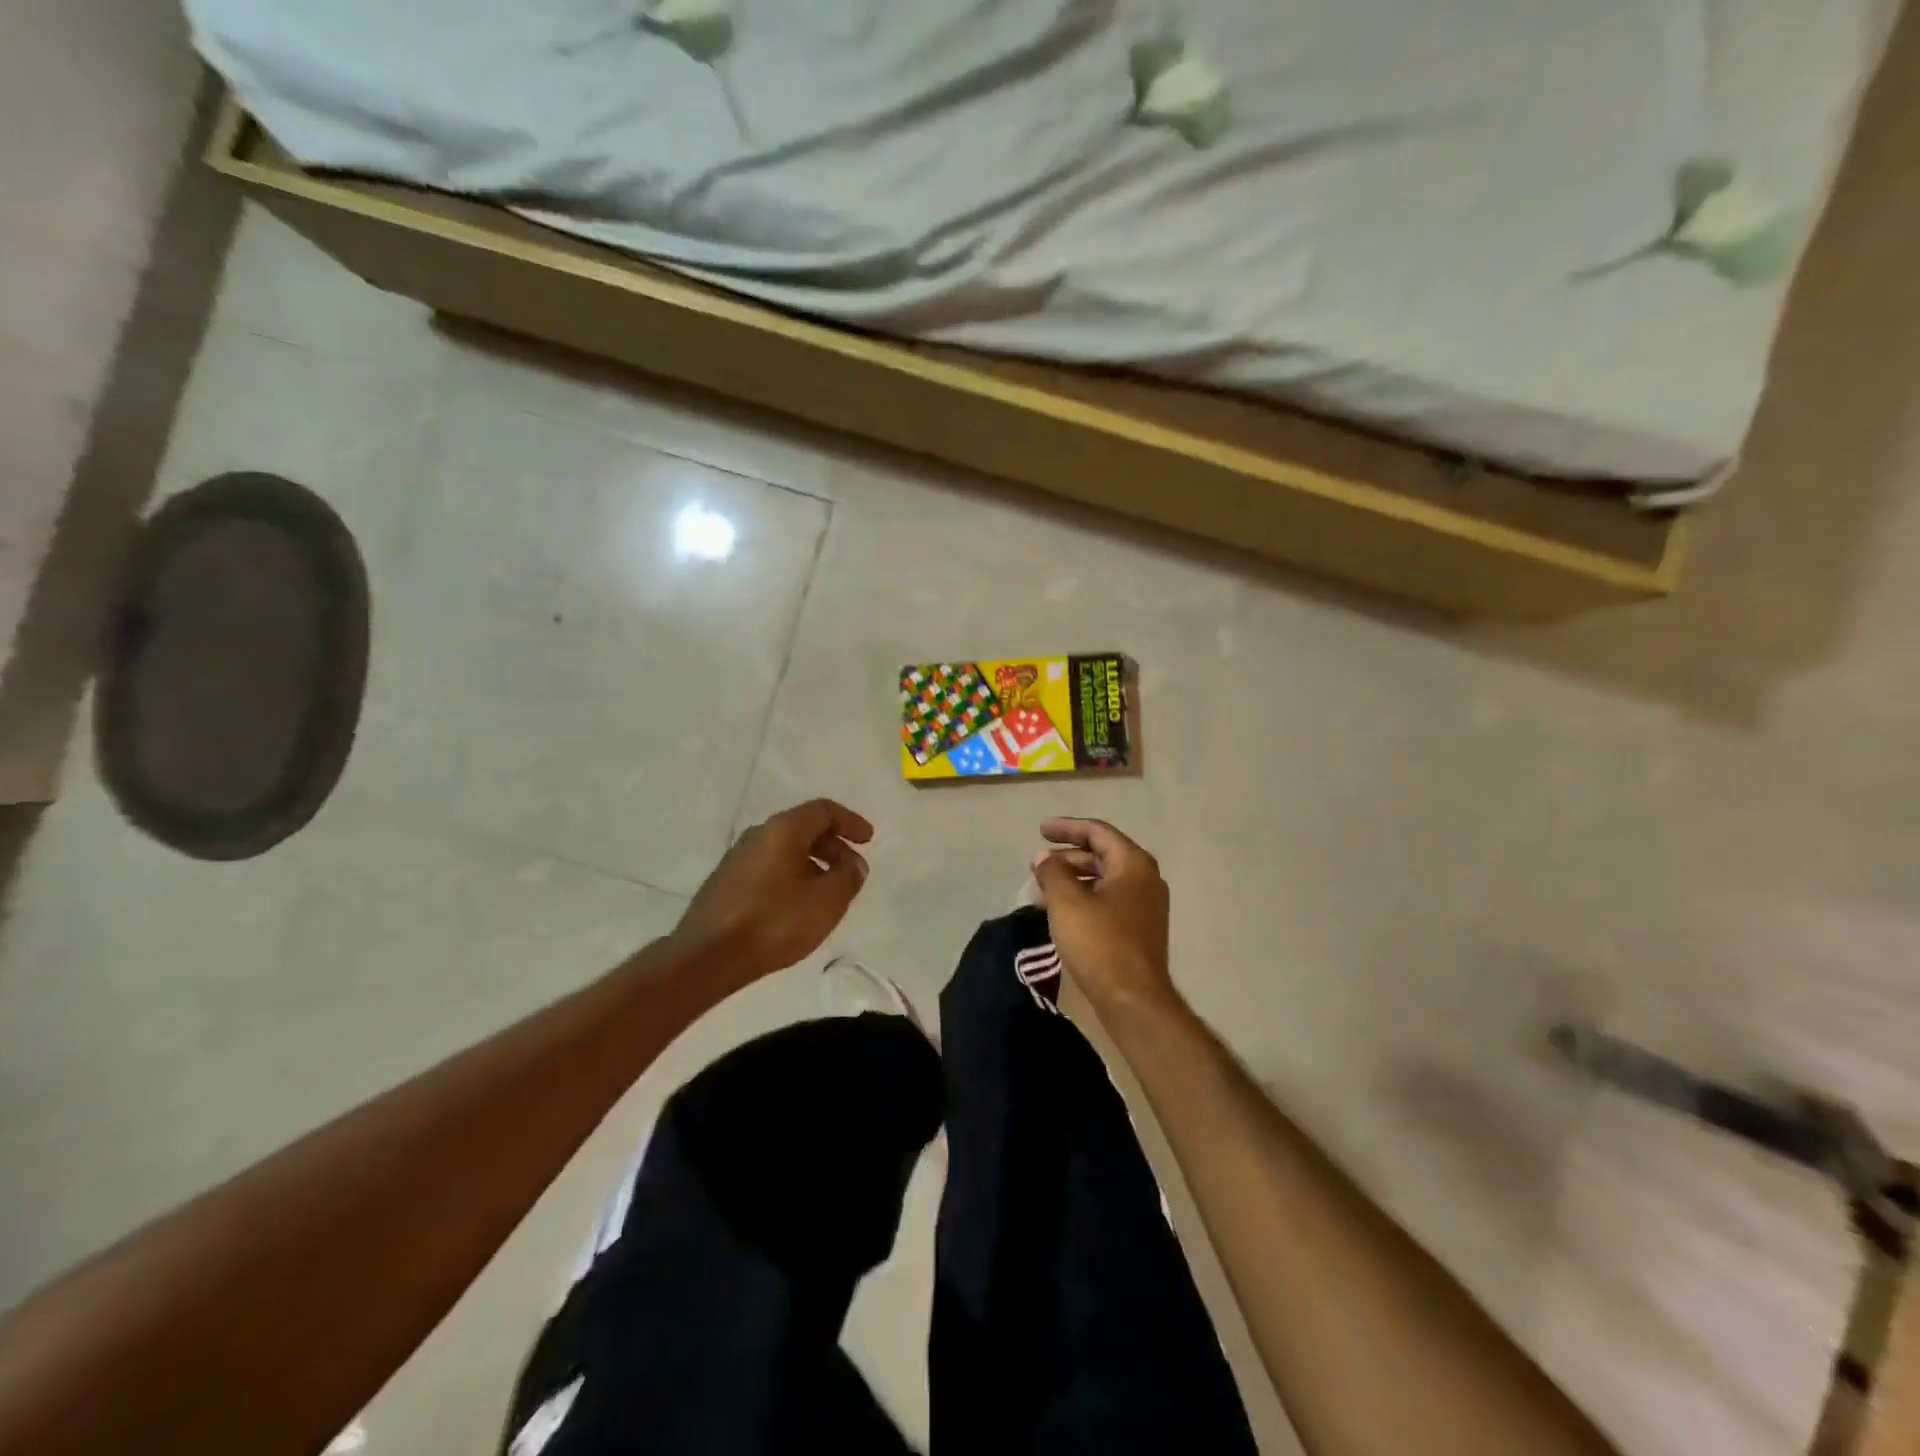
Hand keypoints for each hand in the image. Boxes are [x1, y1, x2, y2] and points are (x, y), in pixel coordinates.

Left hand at [673, 799, 873, 983]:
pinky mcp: (726, 882)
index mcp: (783, 830)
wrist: (706, 957)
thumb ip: (848, 877)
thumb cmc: (773, 922)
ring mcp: (737, 858)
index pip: (823, 810)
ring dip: (813, 863)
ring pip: (785, 849)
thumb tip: (854, 863)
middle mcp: (758, 834)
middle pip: (804, 828)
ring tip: (828, 891)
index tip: (868, 840)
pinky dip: (792, 875)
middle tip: (851, 870)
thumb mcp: (826, 901)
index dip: (851, 822)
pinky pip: (769, 867)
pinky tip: (798, 905)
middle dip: (833, 845)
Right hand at [1031, 818, 1176, 1014]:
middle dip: (1066, 857)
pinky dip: (1083, 898)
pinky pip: (1107, 900)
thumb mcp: (1067, 901)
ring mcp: (1145, 905)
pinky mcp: (1139, 928)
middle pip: (1101, 854)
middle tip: (1036, 865)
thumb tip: (1045, 859)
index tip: (1040, 829)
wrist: (1134, 1000)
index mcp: (1133, 863)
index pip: (1097, 831)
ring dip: (1072, 879)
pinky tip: (1060, 912)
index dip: (1066, 827)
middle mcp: (1145, 878)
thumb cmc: (1100, 943)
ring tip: (1041, 891)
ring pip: (1103, 880)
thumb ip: (1052, 872)